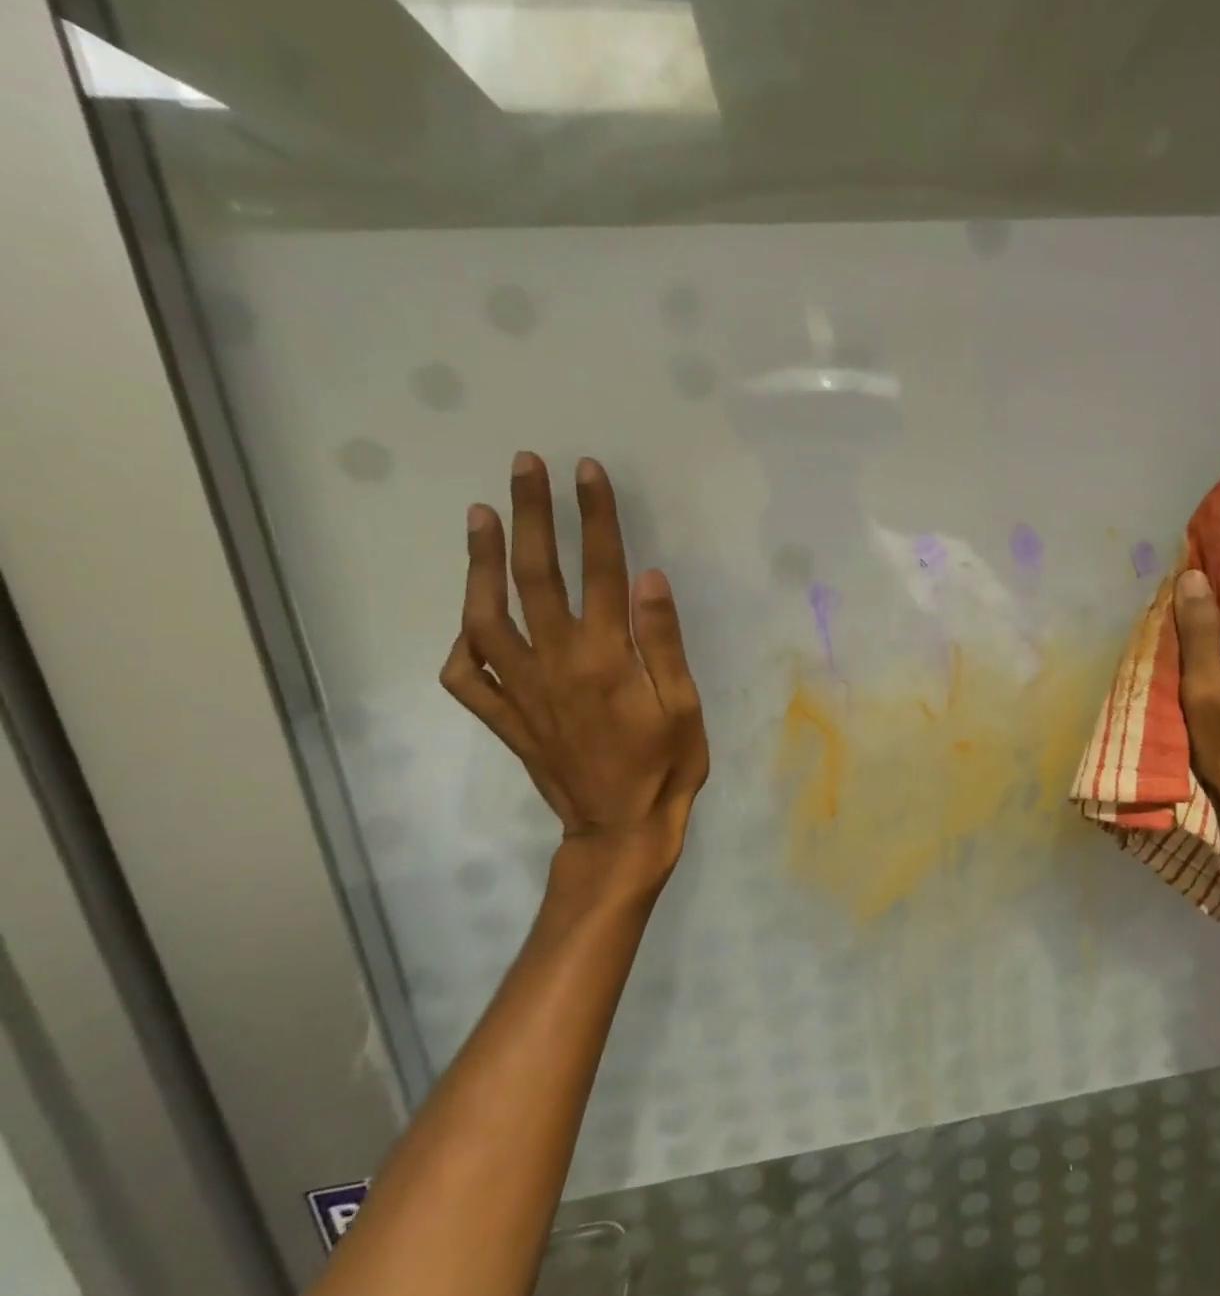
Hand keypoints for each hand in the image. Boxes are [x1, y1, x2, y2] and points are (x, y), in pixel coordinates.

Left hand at [439, 452, 708, 888]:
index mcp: (605, 657)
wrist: (619, 828)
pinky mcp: (504, 717)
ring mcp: (520, 690)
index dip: (593, 517)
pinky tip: (468, 619)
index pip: (598, 570)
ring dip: (480, 562)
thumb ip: (663, 640)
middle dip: (531, 515)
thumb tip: (647, 577)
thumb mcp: (683, 704)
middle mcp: (554, 663)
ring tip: (480, 516)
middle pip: (535, 576)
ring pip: (485, 615)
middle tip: (523, 466)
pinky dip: (460, 642)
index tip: (586, 473)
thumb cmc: (665, 765)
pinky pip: (466, 675)